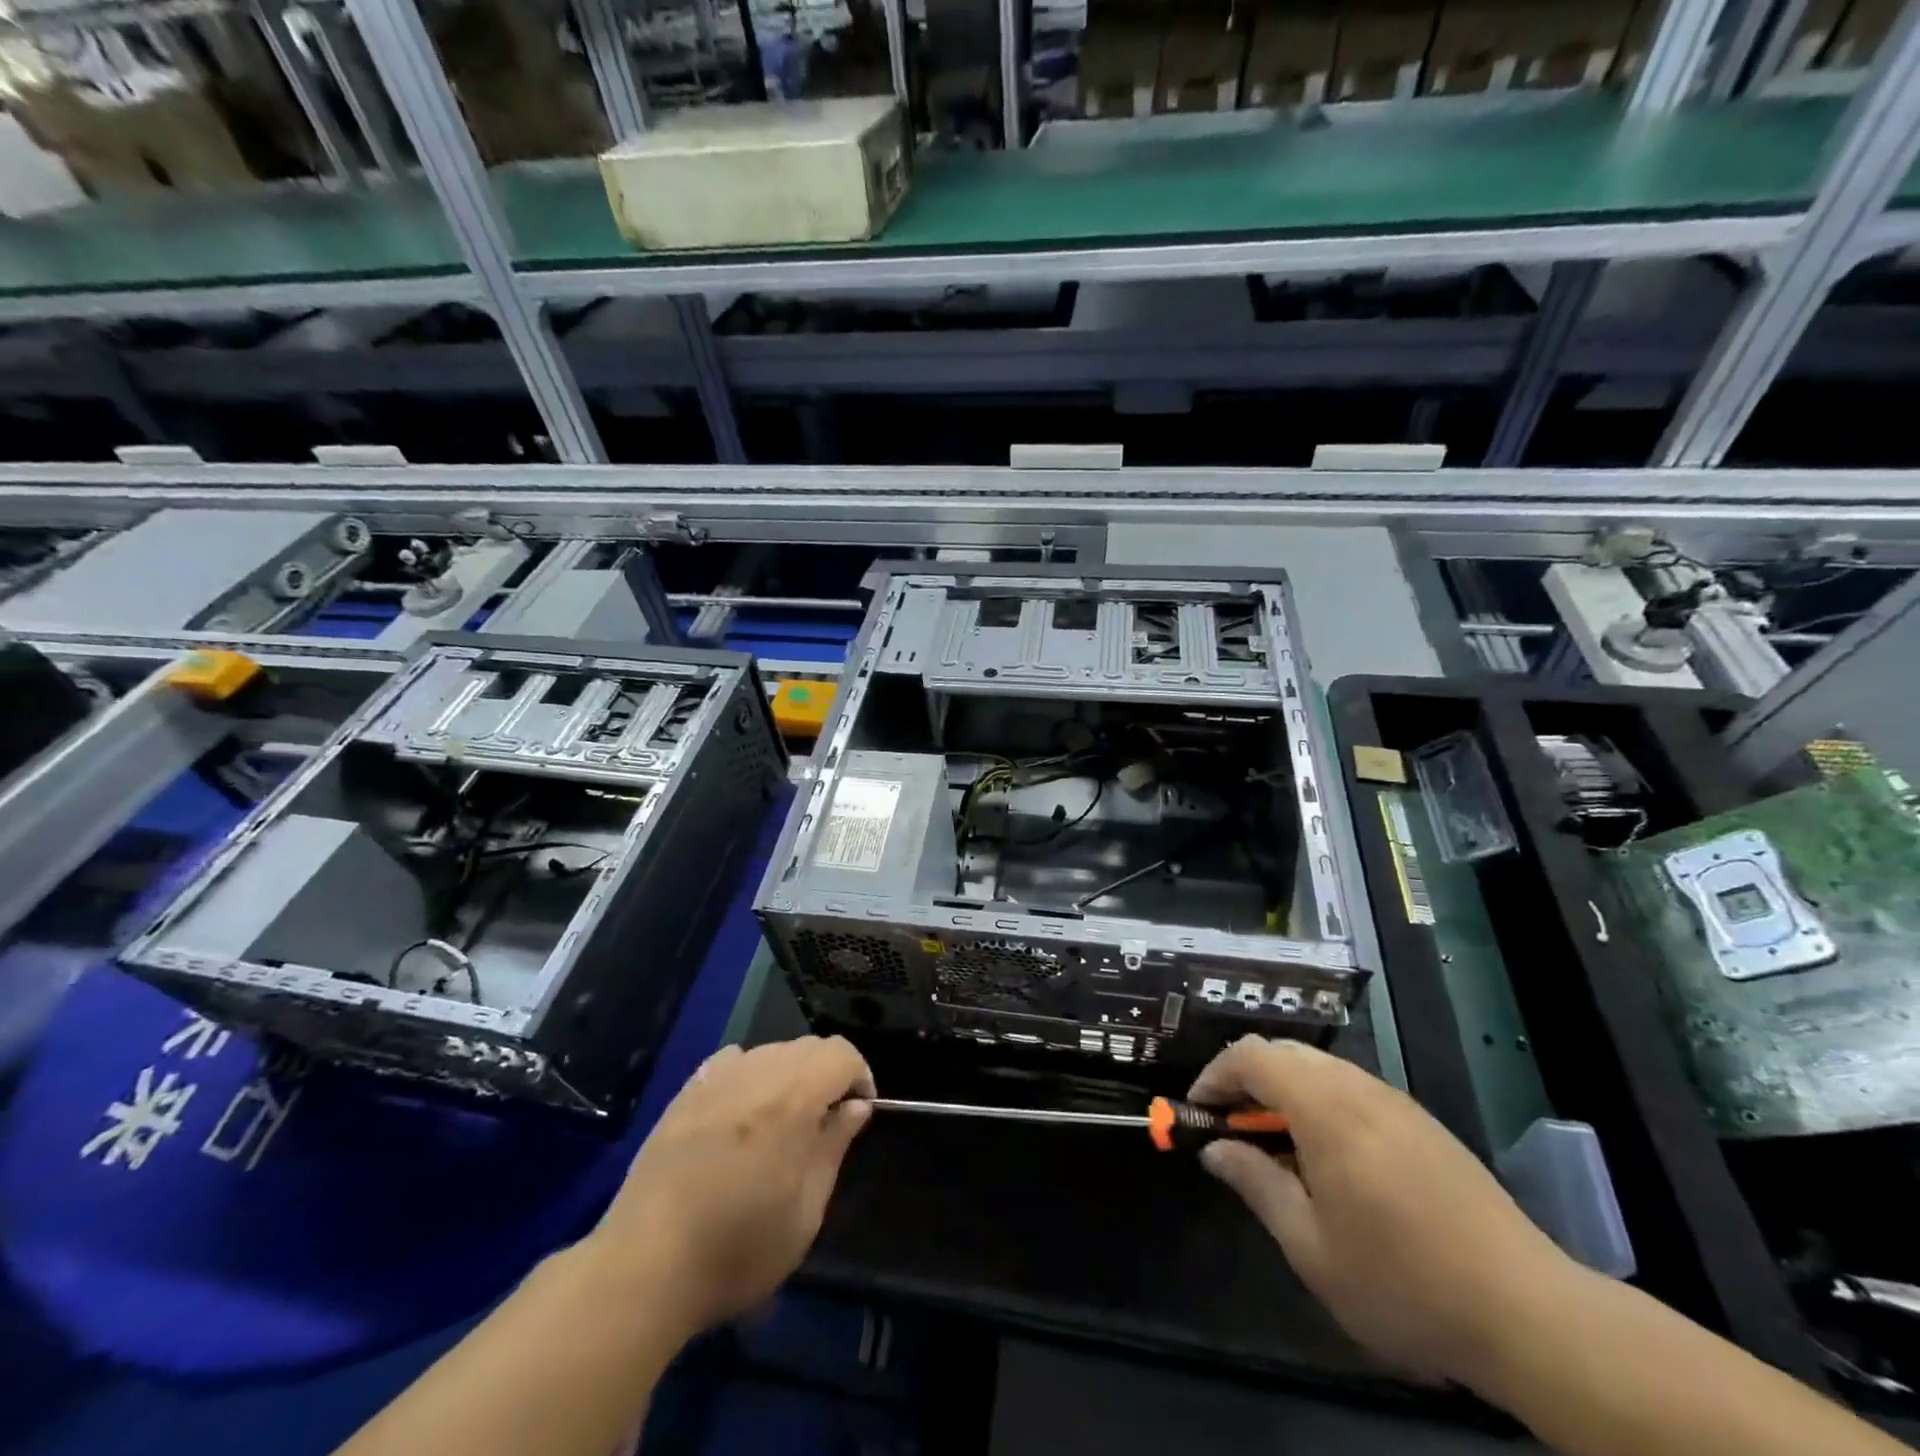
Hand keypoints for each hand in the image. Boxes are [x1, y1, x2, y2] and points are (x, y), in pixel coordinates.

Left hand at [580, 1036, 874, 1341]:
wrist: (645, 1267)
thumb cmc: (737, 1249)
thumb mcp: (805, 1212)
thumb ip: (833, 1148)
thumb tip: (856, 1106)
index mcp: (792, 1099)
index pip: (841, 1054)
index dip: (860, 1075)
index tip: (858, 1112)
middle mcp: (757, 1074)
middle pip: (808, 1047)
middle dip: (827, 1073)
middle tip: (823, 1122)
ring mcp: (716, 1079)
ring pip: (770, 1051)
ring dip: (789, 1074)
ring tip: (780, 1122)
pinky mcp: (685, 1092)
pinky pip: (731, 1061)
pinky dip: (749, 1074)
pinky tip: (740, 1112)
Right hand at [1190, 1036, 1581, 1390]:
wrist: (1530, 1314)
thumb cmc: (1403, 1282)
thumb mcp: (1311, 1247)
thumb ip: (1256, 1184)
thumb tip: (1214, 1149)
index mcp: (1325, 1108)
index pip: (1252, 1057)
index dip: (1215, 1075)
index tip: (1198, 1111)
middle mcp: (1358, 1088)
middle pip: (1285, 1052)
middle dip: (1247, 1079)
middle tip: (1231, 1127)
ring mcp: (1395, 1101)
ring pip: (1320, 1066)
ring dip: (1284, 1089)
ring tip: (1276, 1145)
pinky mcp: (1422, 1122)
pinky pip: (1352, 1087)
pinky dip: (1320, 1100)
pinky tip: (1329, 1156)